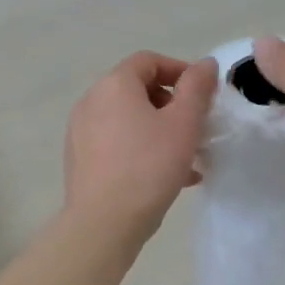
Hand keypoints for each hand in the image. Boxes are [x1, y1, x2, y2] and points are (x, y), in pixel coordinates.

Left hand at [64, 52, 218, 241]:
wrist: (104, 222)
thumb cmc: (149, 166)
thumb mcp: (183, 124)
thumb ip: (197, 88)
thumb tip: (205, 64)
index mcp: (114, 85)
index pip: (148, 61)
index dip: (179, 70)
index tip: (203, 93)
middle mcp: (91, 102)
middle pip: (136, 91)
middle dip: (171, 105)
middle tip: (196, 127)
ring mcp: (81, 133)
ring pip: (129, 121)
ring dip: (160, 131)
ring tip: (187, 158)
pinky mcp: (80, 160)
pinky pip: (117, 144)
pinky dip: (142, 150)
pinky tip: (168, 177)